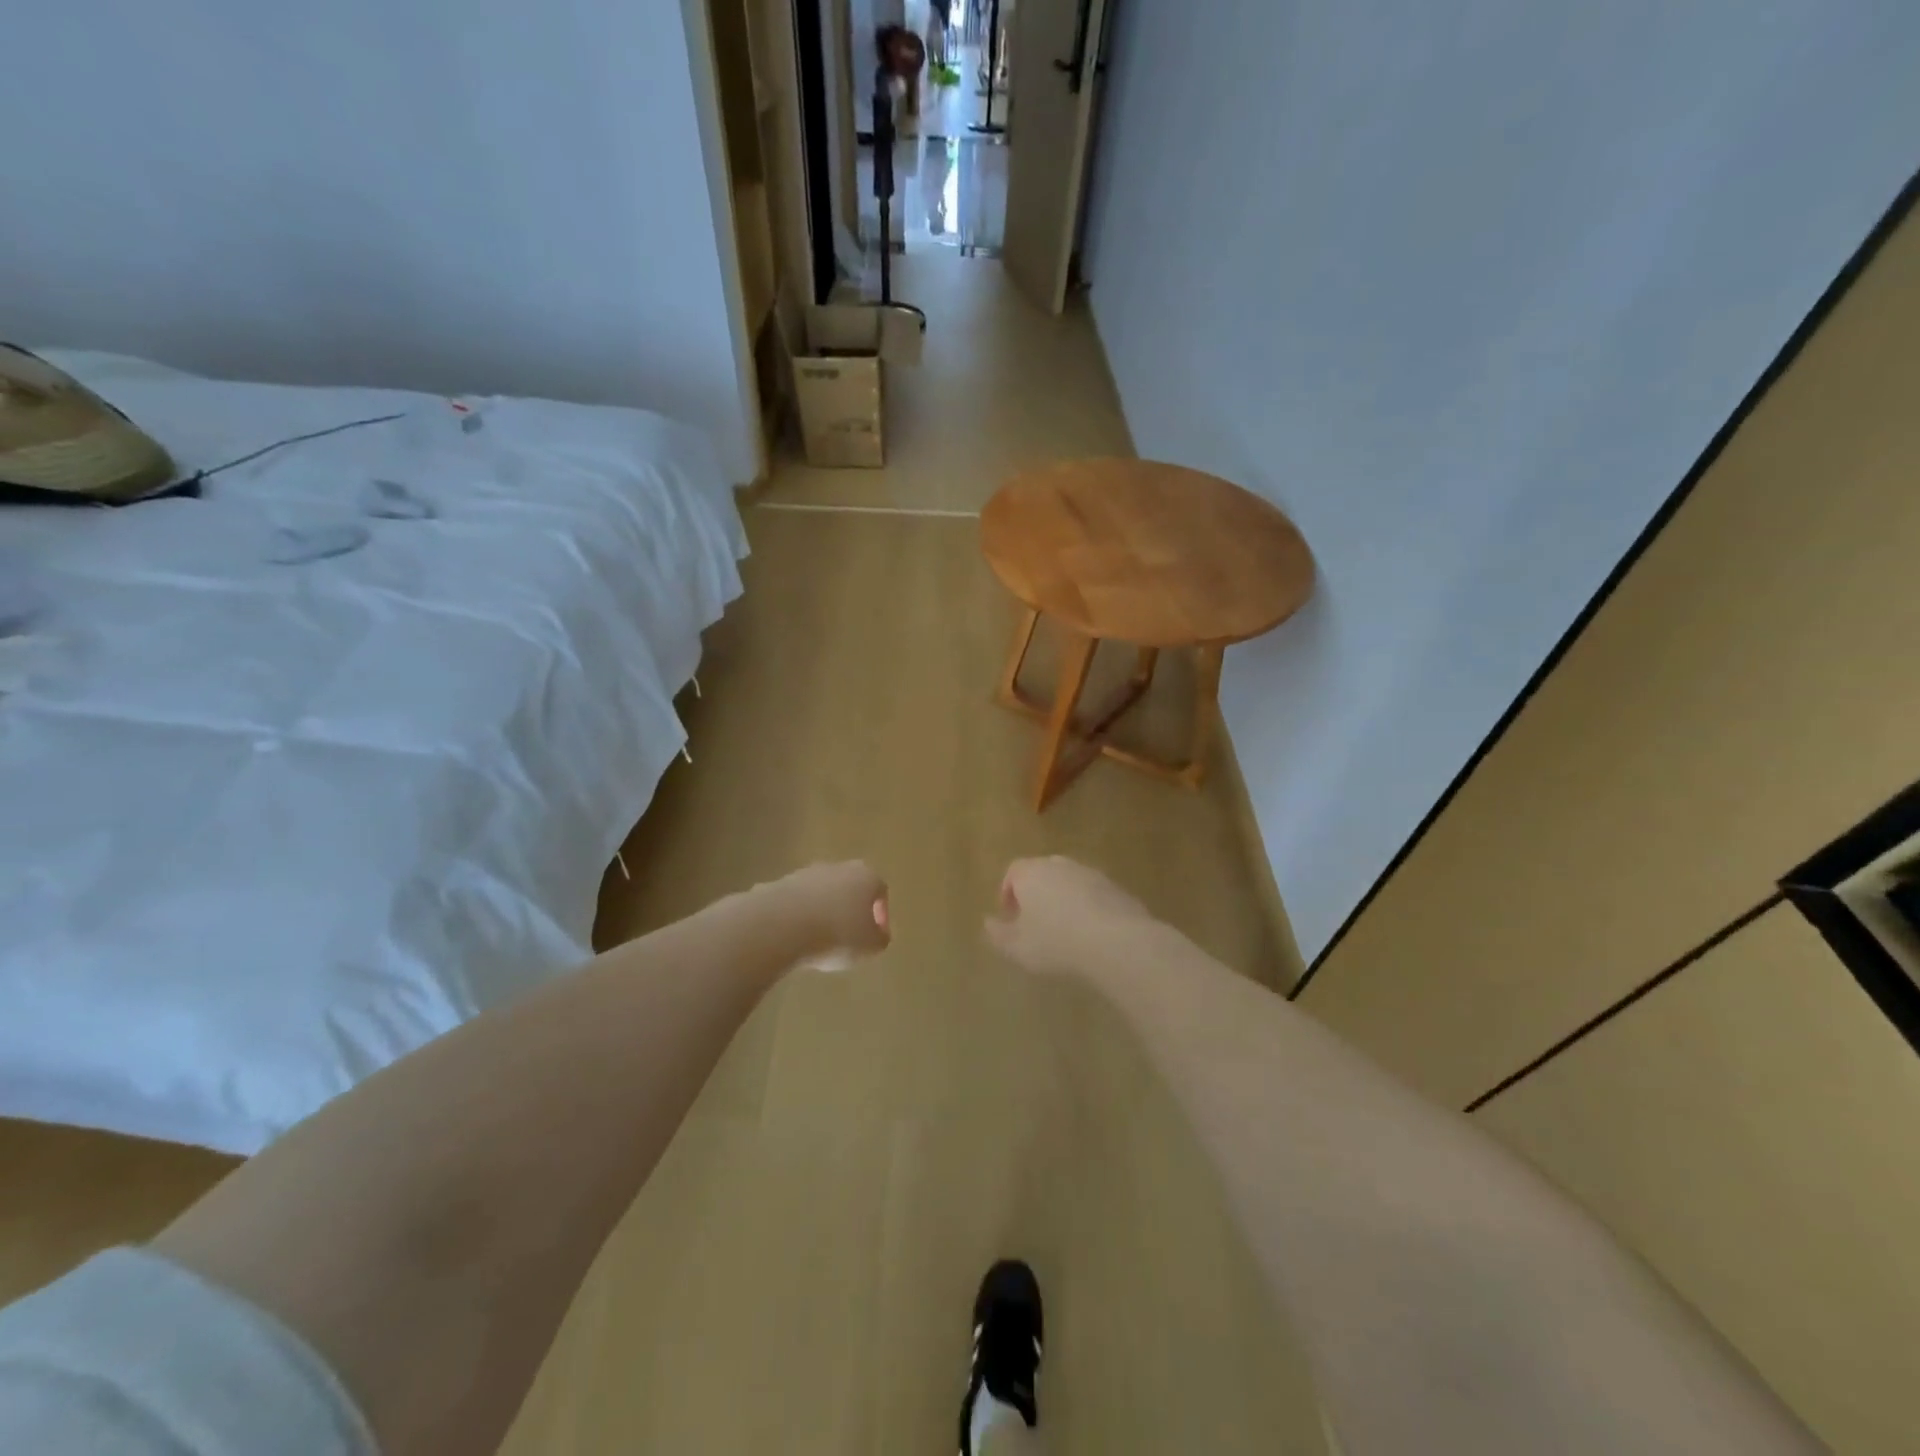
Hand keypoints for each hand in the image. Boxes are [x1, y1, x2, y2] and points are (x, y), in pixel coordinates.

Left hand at [767, 861, 890, 972]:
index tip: (875, 936)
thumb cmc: (836, 934)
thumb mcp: (869, 947)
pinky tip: (796, 936)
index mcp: (866, 877)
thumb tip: (878, 934)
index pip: (880, 891)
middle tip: (849, 935)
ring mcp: (808, 873)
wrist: (781, 925)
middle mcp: (839, 867)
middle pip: (851, 886)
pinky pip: (798, 901)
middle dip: (851, 909)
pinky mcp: (781, 883)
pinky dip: (800, 915)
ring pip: (823, 892)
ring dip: (824, 911)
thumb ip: (879, 939)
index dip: (881, 915)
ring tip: (820, 938)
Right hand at [984, 856, 1159, 978]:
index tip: (1010, 916)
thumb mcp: (1018, 948)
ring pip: (1069, 881)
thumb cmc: (1056, 943)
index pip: (1013, 871)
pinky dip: (1087, 906)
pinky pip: (1093, 893)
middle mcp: (1059, 865)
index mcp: (1031, 873)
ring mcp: (1090, 873)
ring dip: (1063, 899)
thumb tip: (988, 923)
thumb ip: (999, 935)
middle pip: (1042, 872)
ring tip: (1065, 929)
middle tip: (1035, 921)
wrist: (1116, 941)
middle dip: (1036, 893)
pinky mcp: (1115, 887)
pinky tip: (1091, 933)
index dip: (1008, 892)